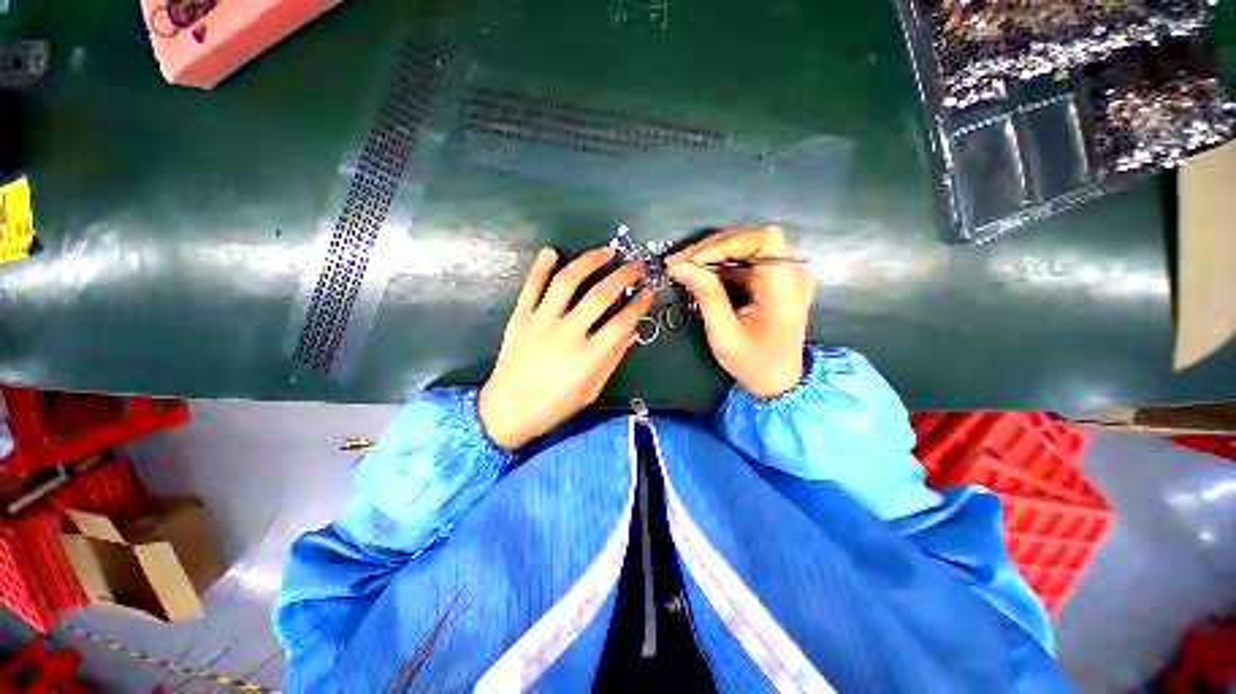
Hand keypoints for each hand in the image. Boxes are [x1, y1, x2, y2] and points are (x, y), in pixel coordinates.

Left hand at [479, 247, 653, 449]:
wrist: (507, 411)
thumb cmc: (554, 406)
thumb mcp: (591, 390)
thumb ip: (612, 359)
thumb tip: (633, 332)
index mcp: (588, 357)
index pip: (622, 322)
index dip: (639, 304)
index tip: (648, 291)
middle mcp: (567, 334)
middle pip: (600, 295)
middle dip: (623, 275)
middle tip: (636, 265)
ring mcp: (540, 322)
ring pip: (567, 282)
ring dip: (589, 261)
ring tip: (605, 251)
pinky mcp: (519, 318)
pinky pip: (531, 286)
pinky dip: (541, 266)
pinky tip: (552, 251)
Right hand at [668, 225, 814, 398]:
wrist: (778, 381)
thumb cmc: (753, 363)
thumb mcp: (725, 334)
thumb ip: (706, 296)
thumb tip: (680, 267)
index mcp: (786, 288)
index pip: (764, 239)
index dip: (727, 243)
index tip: (694, 261)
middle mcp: (791, 273)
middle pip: (752, 239)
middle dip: (712, 248)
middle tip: (679, 263)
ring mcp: (784, 275)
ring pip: (746, 247)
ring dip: (713, 254)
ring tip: (684, 267)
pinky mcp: (773, 280)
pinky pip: (746, 261)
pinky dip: (720, 264)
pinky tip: (701, 273)